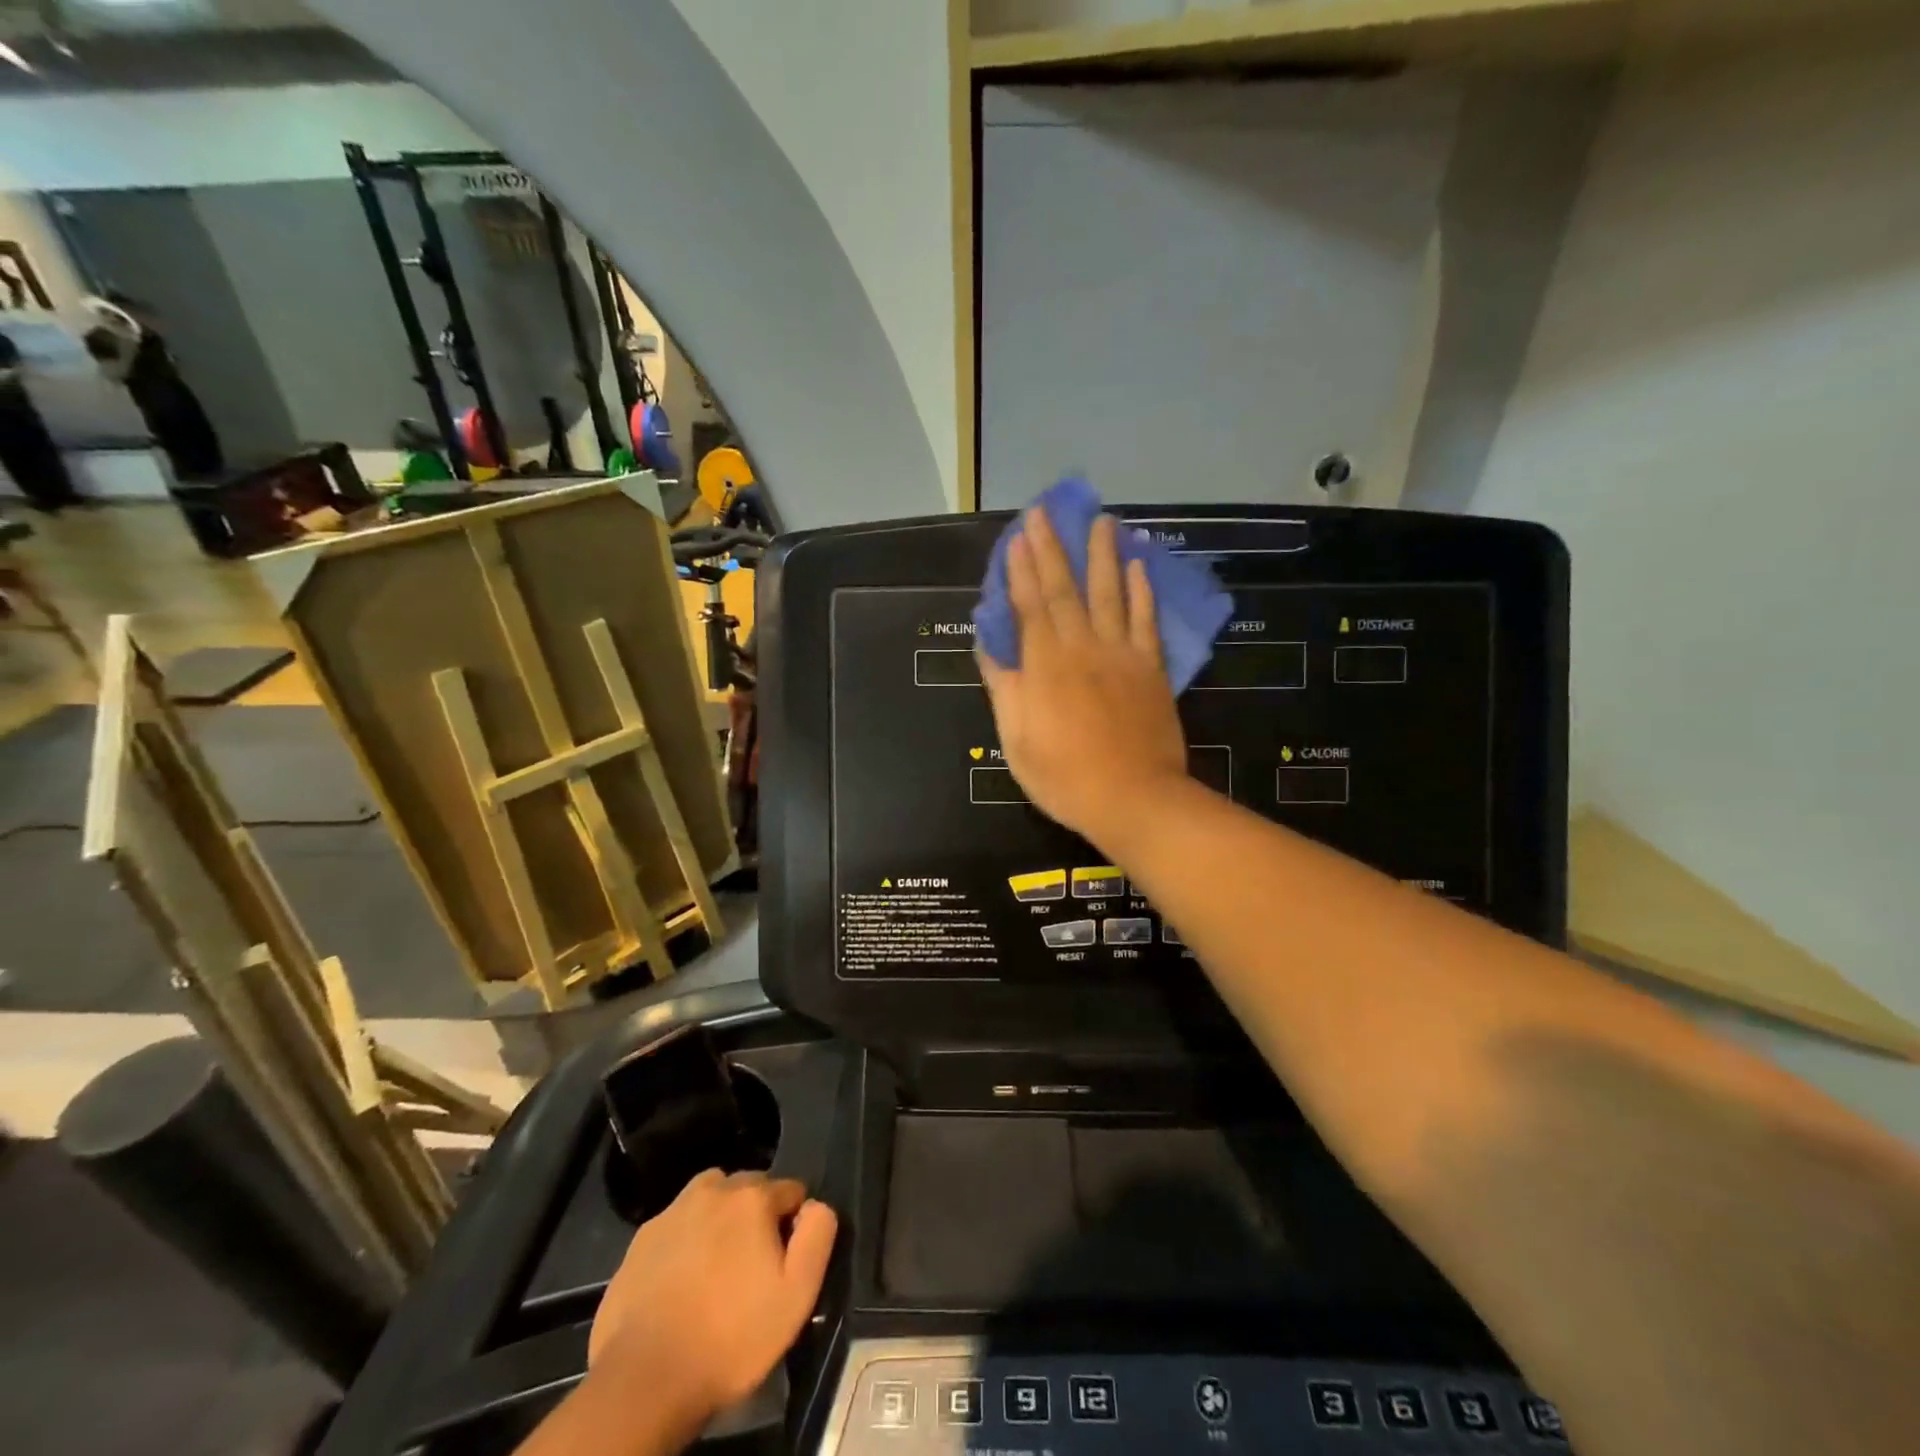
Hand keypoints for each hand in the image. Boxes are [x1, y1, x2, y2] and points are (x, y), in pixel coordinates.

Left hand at [588, 1170, 837, 1420]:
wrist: (646, 1381)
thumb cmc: (732, 1337)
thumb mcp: (797, 1293)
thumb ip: (817, 1235)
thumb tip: (814, 1206)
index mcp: (752, 1197)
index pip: (790, 1190)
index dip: (793, 1224)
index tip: (785, 1262)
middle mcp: (711, 1190)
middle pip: (748, 1188)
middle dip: (757, 1214)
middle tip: (753, 1266)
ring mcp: (671, 1213)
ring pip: (709, 1198)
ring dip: (720, 1218)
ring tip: (718, 1266)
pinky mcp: (640, 1241)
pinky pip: (676, 1227)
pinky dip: (685, 1241)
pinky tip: (682, 1283)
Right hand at [980, 509, 1188, 851]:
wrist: (1133, 799)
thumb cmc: (1064, 776)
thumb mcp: (1017, 739)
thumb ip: (1004, 687)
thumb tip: (988, 647)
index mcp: (1045, 665)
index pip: (1029, 606)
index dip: (1021, 569)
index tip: (1017, 536)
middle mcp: (1082, 648)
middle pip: (1065, 589)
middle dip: (1053, 548)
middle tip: (1046, 511)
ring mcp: (1121, 655)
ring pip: (1110, 593)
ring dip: (1102, 555)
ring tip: (1100, 520)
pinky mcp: (1151, 668)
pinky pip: (1146, 621)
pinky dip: (1142, 591)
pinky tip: (1139, 565)